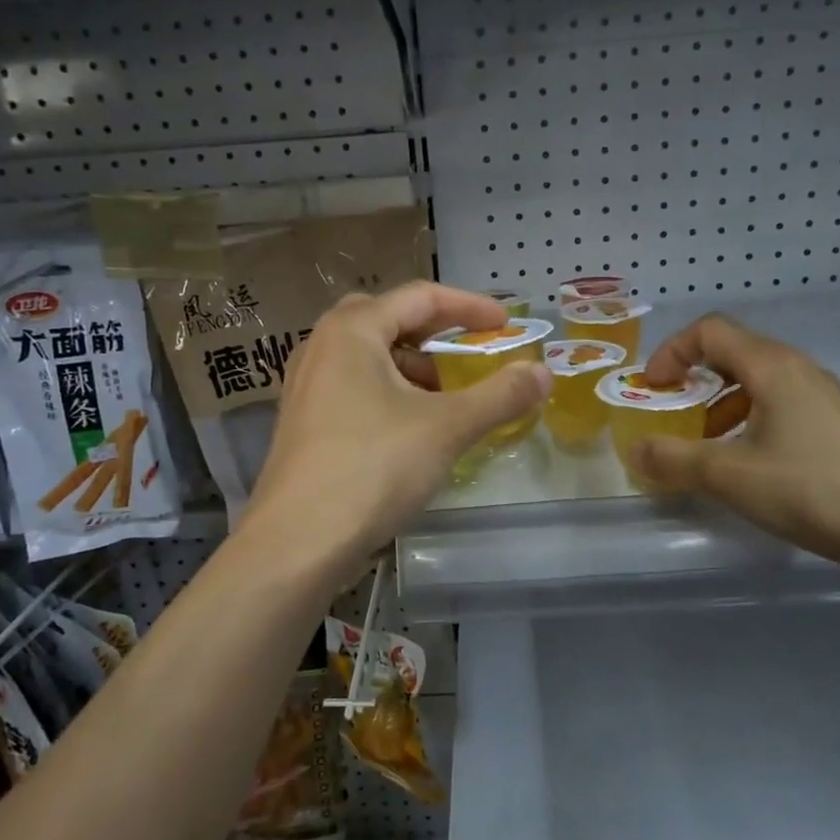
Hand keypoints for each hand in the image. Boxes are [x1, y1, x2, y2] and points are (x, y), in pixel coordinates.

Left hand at [241, 282, 550, 570]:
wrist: (297, 542)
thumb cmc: (372, 468)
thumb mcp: (446, 428)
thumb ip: (499, 396)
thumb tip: (542, 373)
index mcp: (352, 331)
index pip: (420, 297)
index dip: (470, 306)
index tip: (506, 325)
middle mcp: (322, 346)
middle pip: (388, 319)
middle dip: (434, 332)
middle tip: (468, 352)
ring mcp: (307, 386)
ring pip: (369, 356)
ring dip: (412, 366)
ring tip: (446, 399)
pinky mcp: (304, 422)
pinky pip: (354, 387)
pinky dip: (389, 393)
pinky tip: (411, 429)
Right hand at [633, 314, 839, 567]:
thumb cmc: (810, 489)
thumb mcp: (730, 475)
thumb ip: (674, 458)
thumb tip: (634, 449)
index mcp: (772, 366)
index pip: (709, 331)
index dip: (672, 352)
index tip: (653, 389)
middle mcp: (797, 369)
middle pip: (731, 352)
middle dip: (691, 379)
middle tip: (669, 414)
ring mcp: (821, 396)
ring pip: (755, 381)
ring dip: (717, 403)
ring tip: (702, 444)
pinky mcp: (833, 424)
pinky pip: (776, 404)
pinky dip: (745, 419)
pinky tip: (743, 461)